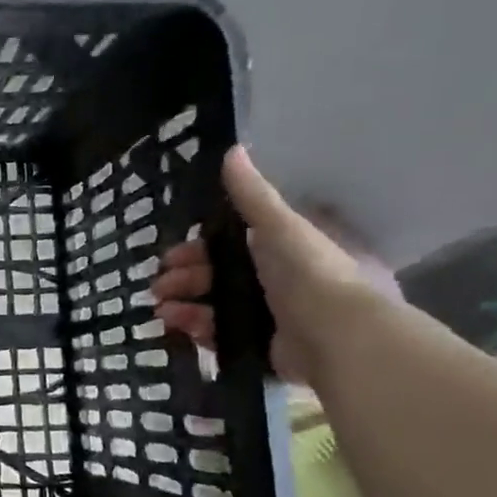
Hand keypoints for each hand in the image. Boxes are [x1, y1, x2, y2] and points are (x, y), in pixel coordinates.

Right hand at [151, 147, 397, 384]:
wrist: (338, 337)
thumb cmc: (309, 274)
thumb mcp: (279, 226)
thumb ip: (251, 194)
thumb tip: (232, 149)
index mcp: (283, 250)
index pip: (231, 245)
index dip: (198, 249)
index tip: (171, 256)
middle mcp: (276, 281)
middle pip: (218, 276)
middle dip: (183, 279)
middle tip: (158, 286)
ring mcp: (270, 316)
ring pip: (214, 306)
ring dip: (183, 305)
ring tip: (161, 310)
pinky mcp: (263, 347)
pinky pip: (221, 336)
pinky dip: (197, 330)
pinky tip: (178, 326)